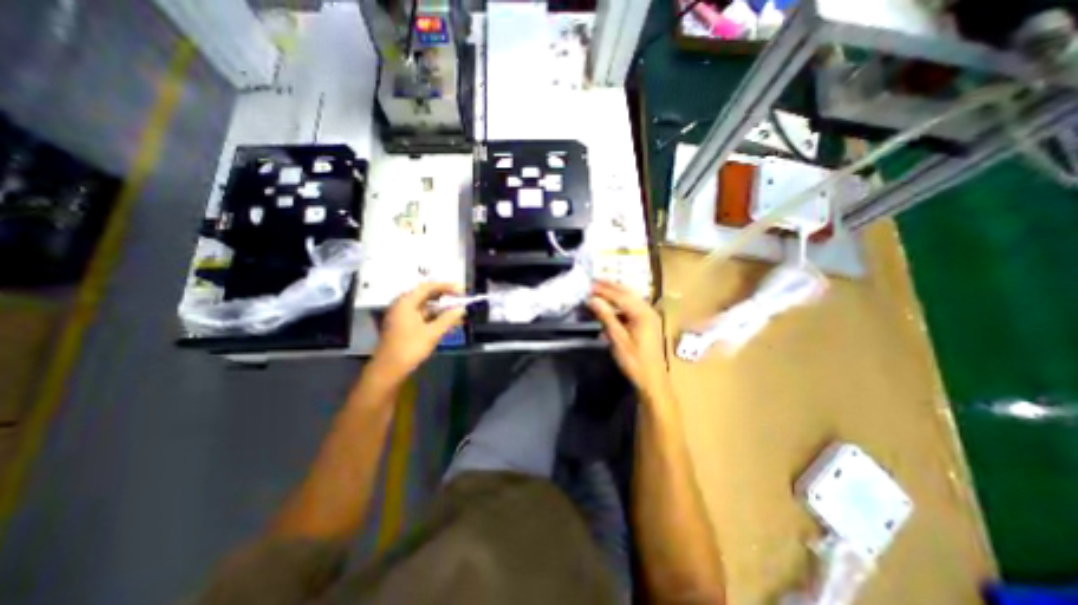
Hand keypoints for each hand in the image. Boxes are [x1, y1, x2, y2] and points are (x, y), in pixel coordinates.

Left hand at [374, 283, 465, 382]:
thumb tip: (462, 309)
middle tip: (460, 299)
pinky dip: (435, 318)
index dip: (446, 286)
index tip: (461, 289)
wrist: (389, 370)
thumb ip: (448, 319)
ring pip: (425, 307)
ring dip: (441, 310)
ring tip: (458, 312)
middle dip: (445, 298)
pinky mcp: (404, 327)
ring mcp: (402, 316)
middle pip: (426, 296)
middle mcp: (402, 306)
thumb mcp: (432, 333)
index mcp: (406, 302)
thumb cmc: (410, 348)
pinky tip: (448, 323)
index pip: (428, 287)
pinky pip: (423, 317)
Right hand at [587, 278, 670, 400]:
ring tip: (598, 290)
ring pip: (630, 298)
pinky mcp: (647, 322)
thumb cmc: (635, 361)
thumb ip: (606, 317)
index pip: (620, 295)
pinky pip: (632, 306)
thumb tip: (592, 300)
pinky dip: (620, 303)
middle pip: (627, 292)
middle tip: (593, 283)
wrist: (653, 380)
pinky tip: (610, 305)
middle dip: (609, 287)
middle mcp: (648, 310)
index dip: (603, 289)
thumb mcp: (618, 339)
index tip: (589, 284)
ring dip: (614, 293)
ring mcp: (649, 315)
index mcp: (643, 313)